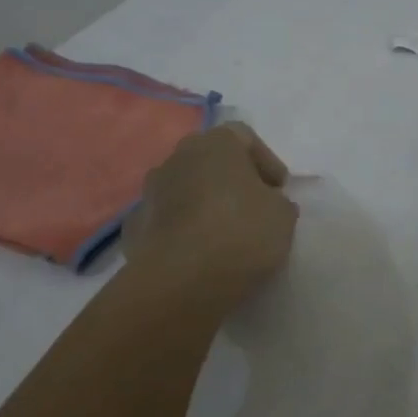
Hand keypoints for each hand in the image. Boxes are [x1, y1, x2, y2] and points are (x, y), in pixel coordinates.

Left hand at [123, 123, 298, 309]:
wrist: (180, 279)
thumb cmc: (240, 233)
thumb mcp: (282, 216)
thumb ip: (277, 202)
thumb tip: (267, 202)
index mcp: (216, 143)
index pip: (245, 137)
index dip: (266, 161)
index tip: (279, 190)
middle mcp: (178, 156)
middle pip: (211, 159)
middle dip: (232, 179)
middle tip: (253, 206)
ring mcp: (151, 190)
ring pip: (186, 187)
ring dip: (204, 202)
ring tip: (224, 232)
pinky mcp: (135, 225)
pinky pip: (167, 218)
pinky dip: (183, 228)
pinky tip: (198, 251)